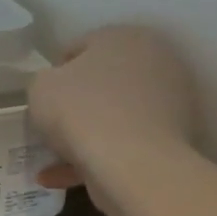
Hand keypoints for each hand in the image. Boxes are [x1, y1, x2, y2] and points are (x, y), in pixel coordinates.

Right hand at [27, 26, 195, 192]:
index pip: (82, 47)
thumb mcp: (41, 86)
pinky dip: (97, 159)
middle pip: (103, 82)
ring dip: (85, 135)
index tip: (43, 96)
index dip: (56, 72)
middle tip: (51, 123)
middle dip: (77, 103)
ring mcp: (172, 105)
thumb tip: (58, 90)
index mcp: (127, 37)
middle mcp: (158, 63)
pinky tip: (62, 177)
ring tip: (53, 158)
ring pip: (115, 117)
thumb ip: (46, 81)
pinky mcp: (175, 142)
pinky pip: (127, 145)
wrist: (132, 165)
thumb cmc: (82, 110)